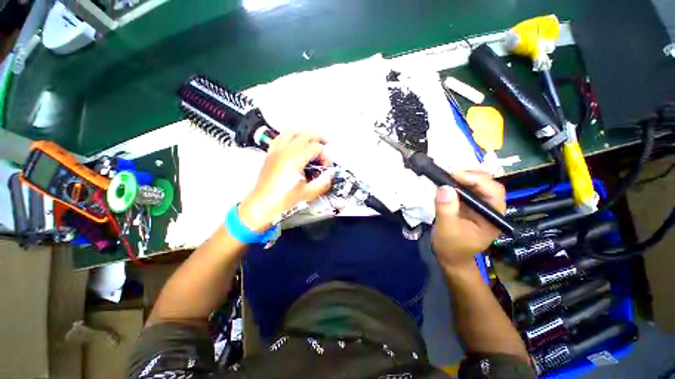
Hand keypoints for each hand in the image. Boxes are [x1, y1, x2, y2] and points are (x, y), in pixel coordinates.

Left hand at [238, 131, 333, 230]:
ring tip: (312, 139)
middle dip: (318, 137)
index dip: (325, 155)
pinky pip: (280, 138)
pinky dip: (290, 136)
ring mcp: (276, 151)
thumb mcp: (308, 194)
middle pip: (305, 135)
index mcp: (295, 160)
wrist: (262, 204)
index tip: (327, 165)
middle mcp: (285, 151)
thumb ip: (323, 182)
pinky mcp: (270, 154)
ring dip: (304, 133)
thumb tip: (330, 174)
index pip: (315, 148)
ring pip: (292, 132)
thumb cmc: (283, 200)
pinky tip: (294, 141)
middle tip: (326, 143)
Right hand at [431, 171, 505, 268]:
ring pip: (477, 183)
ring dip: (462, 177)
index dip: (476, 179)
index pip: (493, 191)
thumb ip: (446, 209)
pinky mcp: (468, 205)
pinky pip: (465, 189)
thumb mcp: (447, 230)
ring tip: (445, 176)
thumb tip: (444, 187)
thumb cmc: (452, 248)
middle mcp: (490, 208)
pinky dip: (456, 183)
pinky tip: (446, 182)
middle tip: (448, 174)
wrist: (451, 258)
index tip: (453, 175)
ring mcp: (479, 205)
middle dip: (469, 175)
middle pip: (487, 183)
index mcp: (493, 217)